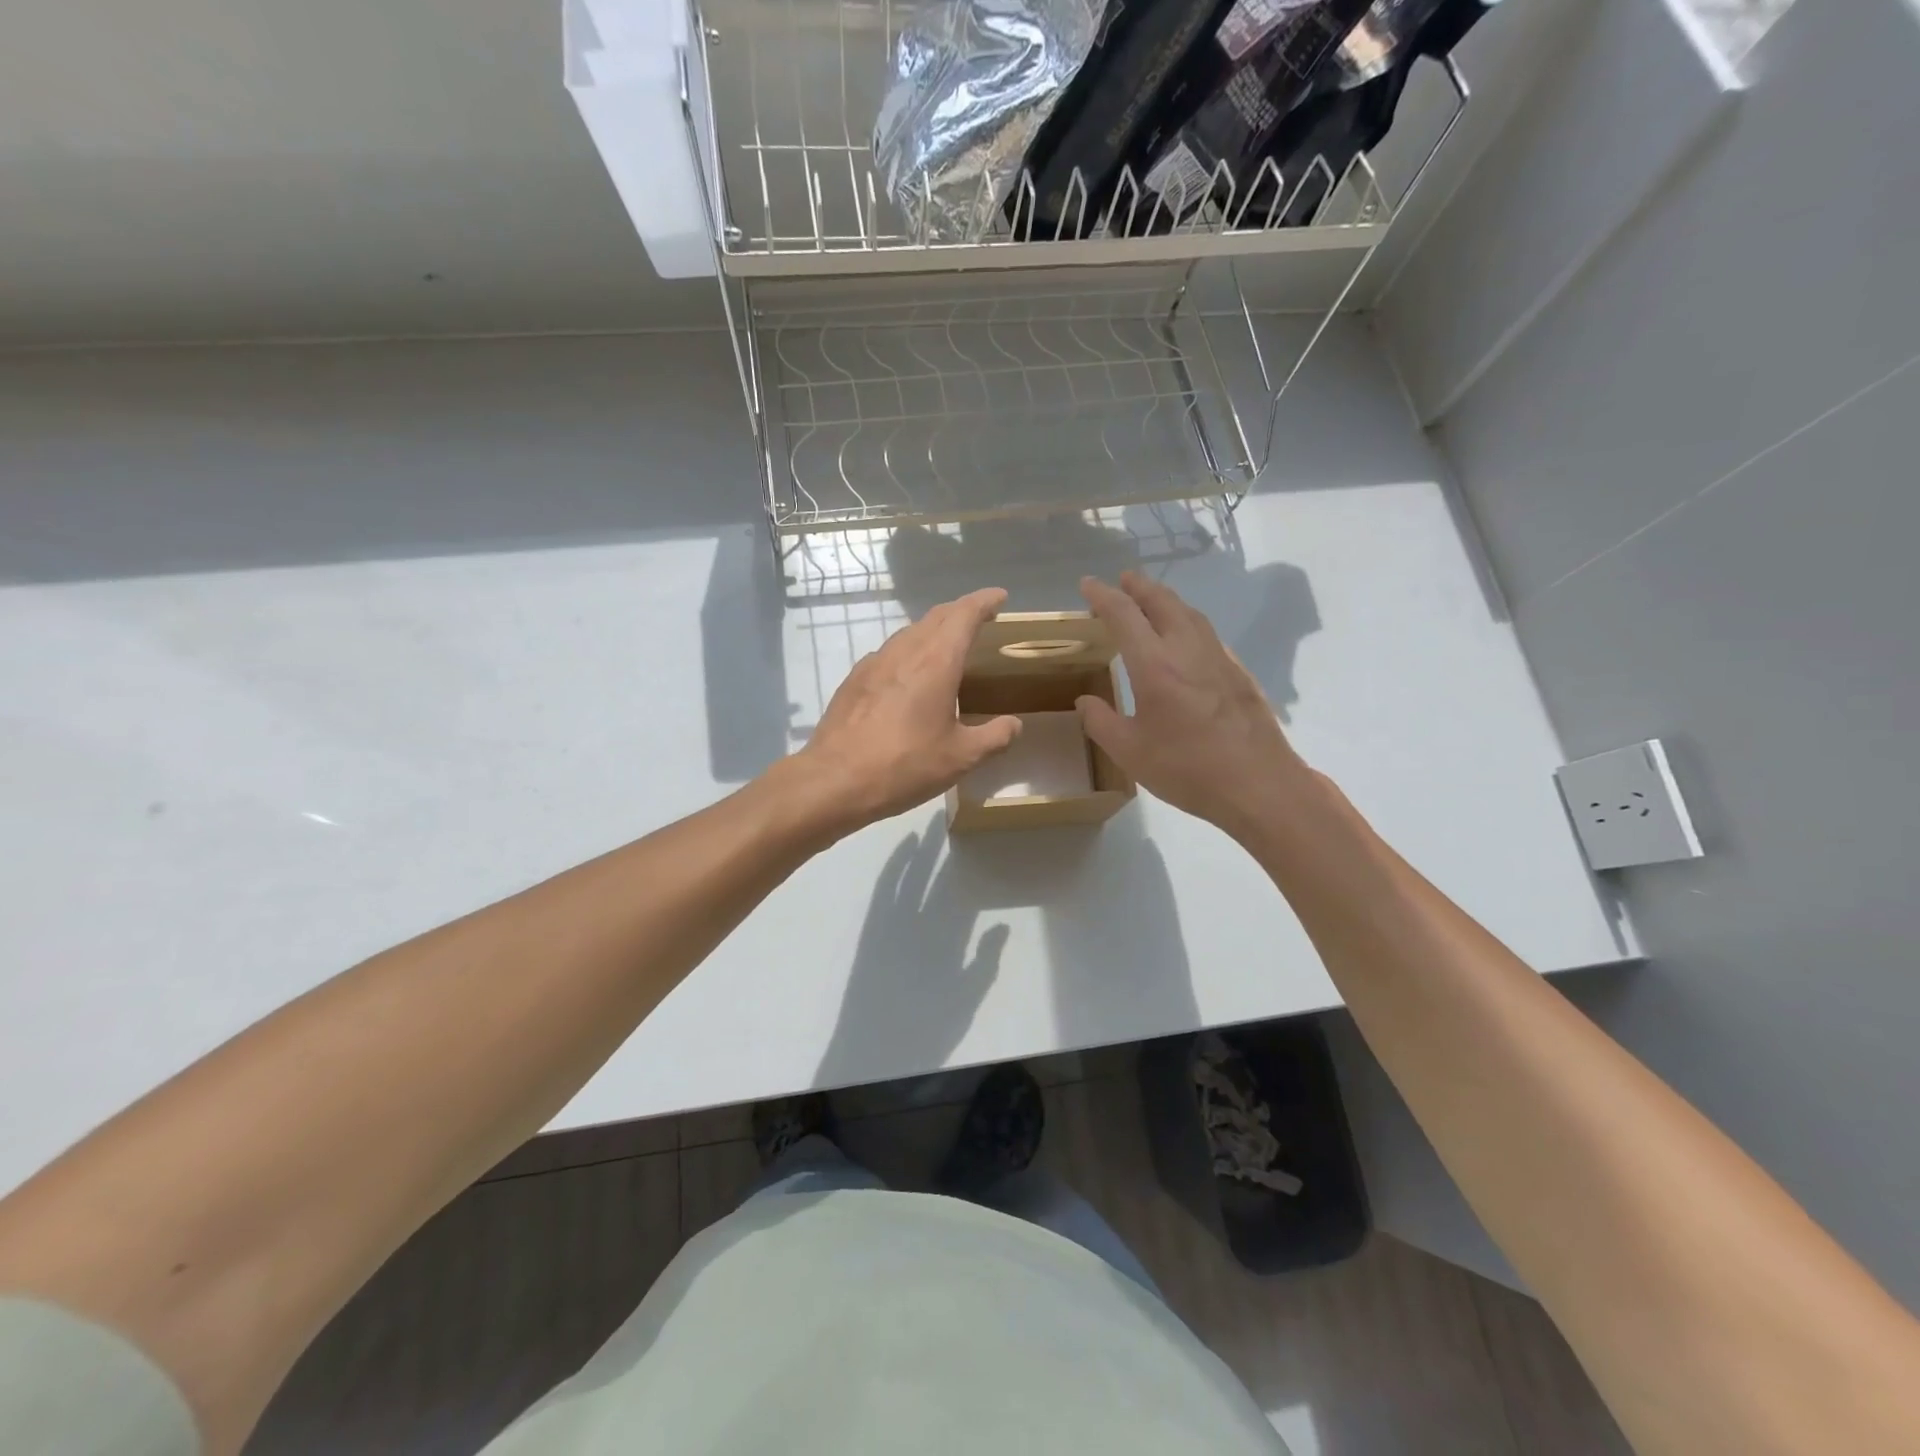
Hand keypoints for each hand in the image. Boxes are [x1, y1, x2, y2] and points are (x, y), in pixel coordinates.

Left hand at [794, 588, 1021, 833]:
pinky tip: (909, 676)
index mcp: (936, 662)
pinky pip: (889, 653)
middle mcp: (904, 652)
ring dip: (933, 631)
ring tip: (948, 647)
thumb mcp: (961, 757)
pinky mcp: (854, 680)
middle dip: (960, 612)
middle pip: (936, 617)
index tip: (999, 597)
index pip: (964, 615)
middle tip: (980, 619)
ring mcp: (874, 663)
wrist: (835, 780)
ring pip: (910, 633)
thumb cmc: (905, 765)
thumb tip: (1014, 725)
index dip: (984, 602)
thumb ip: (994, 737)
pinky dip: (909, 652)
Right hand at [1076, 573, 1316, 840]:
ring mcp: (1219, 658)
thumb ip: (1101, 722)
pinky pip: (1207, 632)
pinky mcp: (1239, 672)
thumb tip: (1085, 701)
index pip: (1124, 614)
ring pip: (1190, 613)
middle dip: (1139, 586)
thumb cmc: (1188, 769)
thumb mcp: (1130, 752)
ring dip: (1167, 599)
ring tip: (1152, 600)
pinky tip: (1186, 638)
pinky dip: (1188, 621)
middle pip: (1163, 601)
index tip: (1087, 585)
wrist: (1259, 784)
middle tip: (1123, 580)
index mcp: (1155, 665)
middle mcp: (1187, 650)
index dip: (1102, 596)